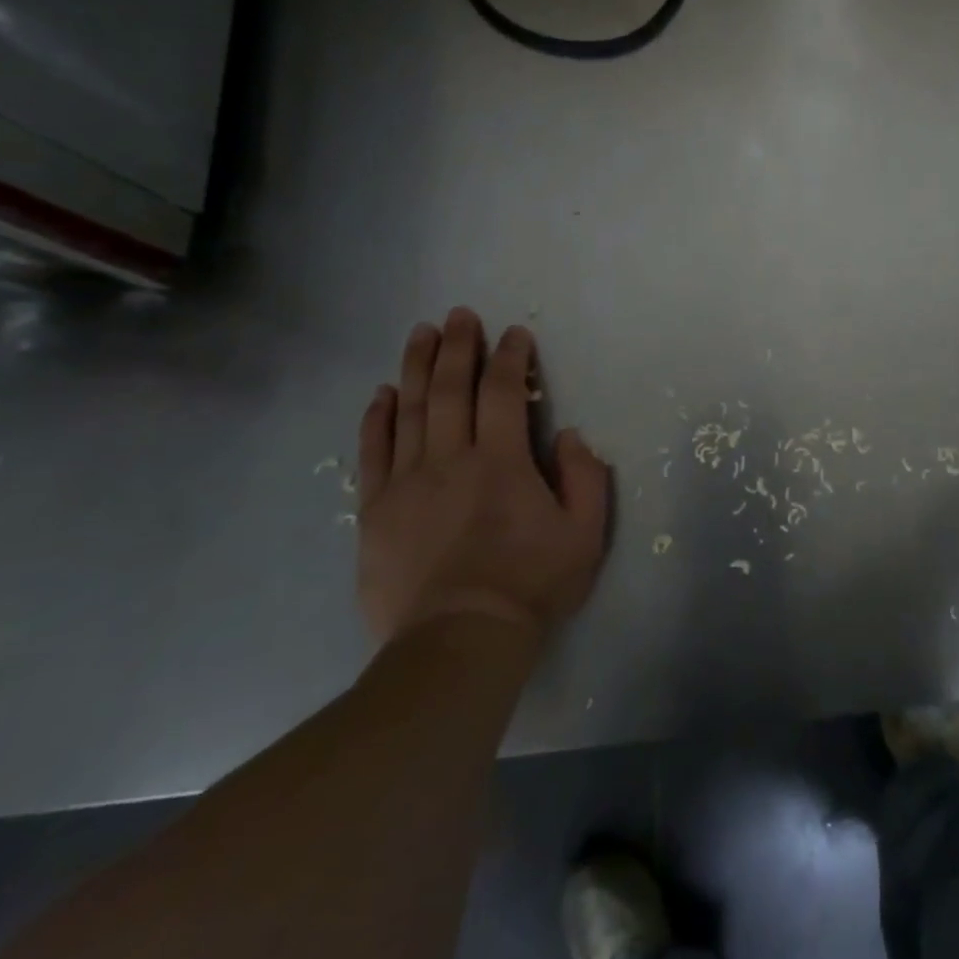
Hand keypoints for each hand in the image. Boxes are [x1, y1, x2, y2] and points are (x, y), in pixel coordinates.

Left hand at [356, 309, 609, 647]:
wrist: (458, 642)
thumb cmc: (530, 585)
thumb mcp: (585, 533)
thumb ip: (585, 477)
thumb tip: (567, 436)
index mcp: (501, 461)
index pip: (502, 392)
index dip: (510, 357)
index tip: (514, 334)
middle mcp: (449, 459)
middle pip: (450, 389)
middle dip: (457, 346)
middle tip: (459, 315)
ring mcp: (406, 483)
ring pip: (409, 410)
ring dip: (416, 367)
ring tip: (421, 333)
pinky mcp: (376, 511)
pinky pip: (373, 452)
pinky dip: (377, 418)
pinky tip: (382, 393)